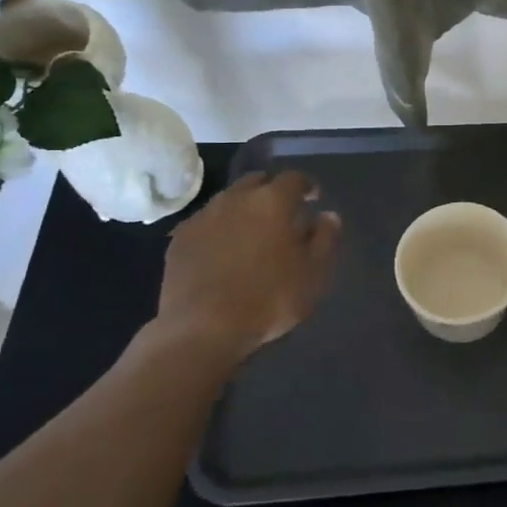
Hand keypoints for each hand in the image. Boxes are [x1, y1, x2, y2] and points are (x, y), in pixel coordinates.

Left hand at [154, 170, 341, 360]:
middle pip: (256, 181)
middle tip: (282, 212)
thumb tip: (328, 216)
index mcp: (272, 201)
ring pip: (229, 200)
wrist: (202, 328)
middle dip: (271, 190)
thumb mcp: (314, 272)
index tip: (313, 198)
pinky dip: (219, 227)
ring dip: (244, 208)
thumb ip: (325, 238)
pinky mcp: (179, 239)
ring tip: (252, 231)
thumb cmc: (269, 298)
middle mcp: (236, 199)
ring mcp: (203, 217)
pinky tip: (223, 250)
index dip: (306, 186)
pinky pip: (206, 222)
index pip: (294, 178)